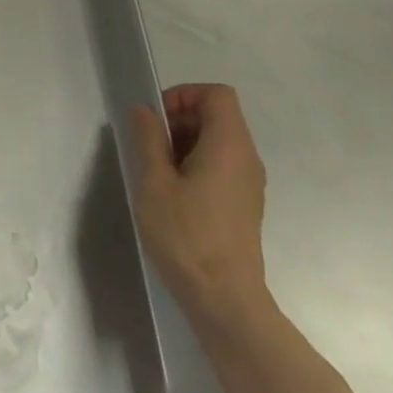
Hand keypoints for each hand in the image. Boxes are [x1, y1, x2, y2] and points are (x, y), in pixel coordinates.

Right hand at [130, 84, 270, 323]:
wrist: (224, 297)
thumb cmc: (185, 235)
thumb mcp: (153, 182)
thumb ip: (148, 140)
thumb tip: (144, 111)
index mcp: (229, 146)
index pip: (216, 94)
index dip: (182, 96)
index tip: (154, 121)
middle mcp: (246, 158)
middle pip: (217, 116)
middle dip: (178, 120)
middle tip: (147, 148)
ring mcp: (247, 183)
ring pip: (216, 142)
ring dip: (182, 144)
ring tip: (155, 173)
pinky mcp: (242, 203)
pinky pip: (219, 166)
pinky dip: (193, 165)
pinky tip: (171, 194)